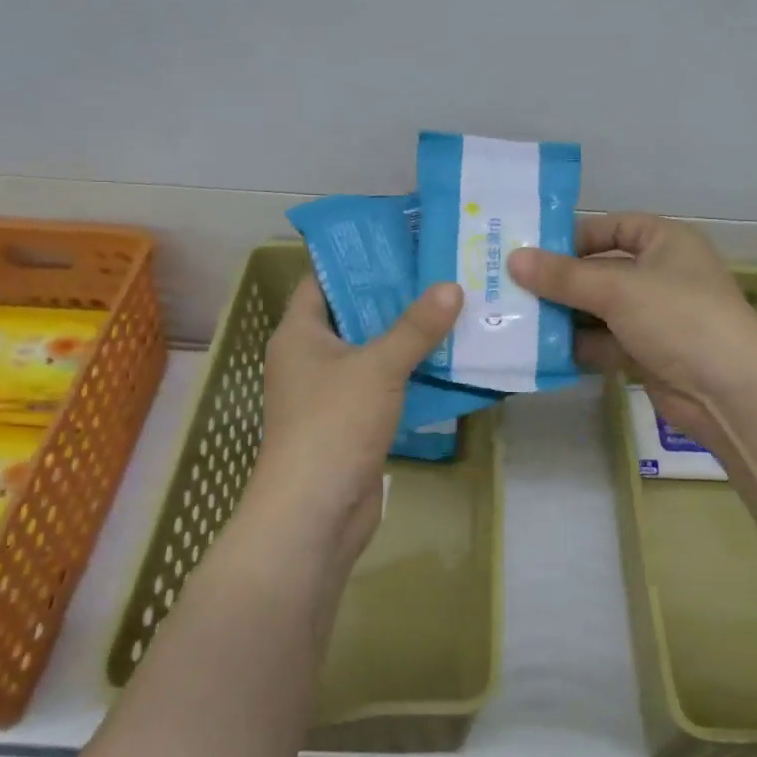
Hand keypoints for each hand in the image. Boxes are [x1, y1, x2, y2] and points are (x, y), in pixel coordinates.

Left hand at [247, 277, 462, 562]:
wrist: (315, 513)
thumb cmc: (333, 425)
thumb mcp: (378, 367)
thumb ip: (415, 327)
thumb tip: (451, 286)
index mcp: (299, 333)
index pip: (324, 280)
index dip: (359, 260)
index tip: (404, 244)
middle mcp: (310, 358)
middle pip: (355, 315)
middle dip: (397, 297)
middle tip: (443, 273)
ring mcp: (331, 393)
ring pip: (374, 353)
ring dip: (409, 337)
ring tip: (456, 309)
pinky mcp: (352, 422)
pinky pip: (384, 386)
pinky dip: (411, 374)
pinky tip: (450, 360)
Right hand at [508, 213, 756, 447]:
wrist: (730, 391)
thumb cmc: (678, 317)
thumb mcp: (617, 289)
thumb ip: (563, 276)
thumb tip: (513, 259)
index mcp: (666, 242)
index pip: (614, 227)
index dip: (574, 236)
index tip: (531, 251)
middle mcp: (661, 275)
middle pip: (601, 271)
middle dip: (560, 281)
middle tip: (510, 287)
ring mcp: (655, 317)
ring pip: (599, 310)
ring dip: (564, 316)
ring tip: (515, 319)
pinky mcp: (648, 354)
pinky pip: (605, 343)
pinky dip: (578, 346)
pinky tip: (540, 351)